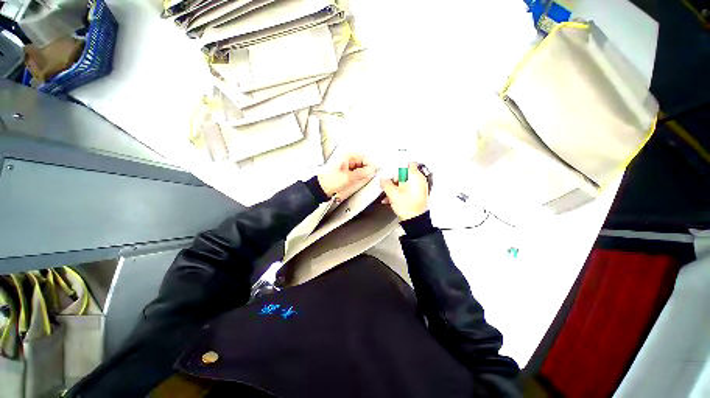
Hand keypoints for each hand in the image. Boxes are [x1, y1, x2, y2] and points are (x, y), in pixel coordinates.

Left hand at [318, 155, 376, 200]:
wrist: (322, 189)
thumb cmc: (329, 181)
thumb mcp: (348, 177)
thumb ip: (361, 173)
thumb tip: (372, 170)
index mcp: (346, 156)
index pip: (363, 156)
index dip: (370, 163)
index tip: (374, 170)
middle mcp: (347, 160)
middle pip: (363, 162)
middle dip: (367, 169)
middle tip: (370, 175)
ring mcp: (347, 167)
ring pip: (360, 168)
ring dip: (364, 173)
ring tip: (363, 179)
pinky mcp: (347, 173)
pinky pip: (357, 173)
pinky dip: (360, 176)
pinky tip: (359, 181)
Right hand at [380, 163, 428, 220]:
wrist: (415, 220)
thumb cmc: (409, 208)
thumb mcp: (392, 194)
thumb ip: (386, 184)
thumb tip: (383, 180)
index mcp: (414, 176)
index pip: (407, 163)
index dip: (397, 167)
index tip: (391, 173)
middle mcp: (419, 180)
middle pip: (405, 173)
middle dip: (395, 179)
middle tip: (390, 185)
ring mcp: (420, 187)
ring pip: (406, 182)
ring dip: (397, 186)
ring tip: (390, 194)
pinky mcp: (419, 193)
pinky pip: (408, 188)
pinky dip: (401, 191)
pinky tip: (394, 198)